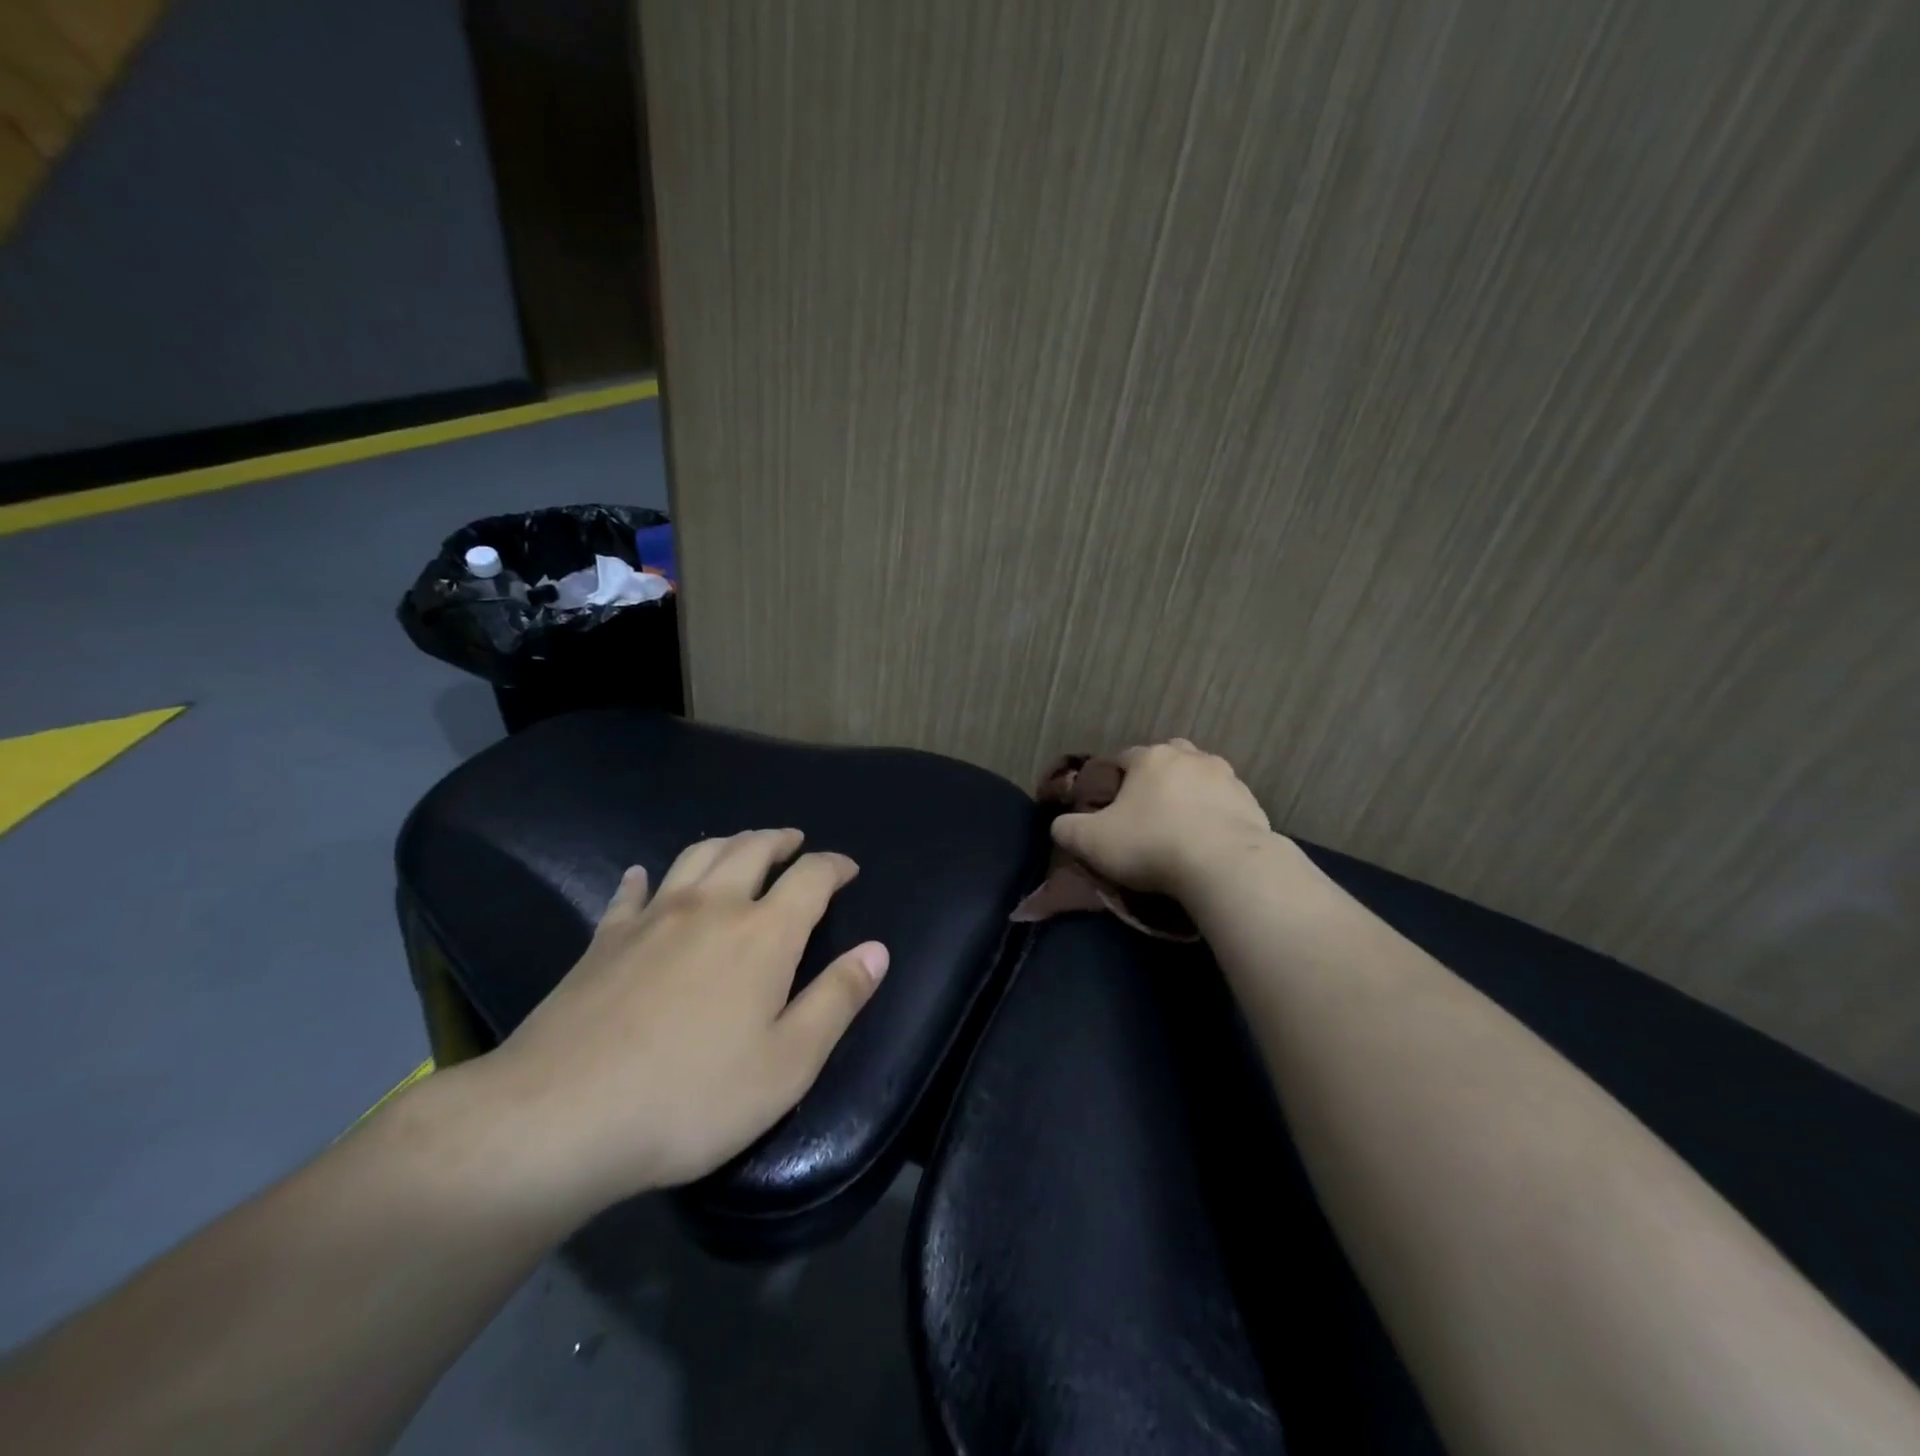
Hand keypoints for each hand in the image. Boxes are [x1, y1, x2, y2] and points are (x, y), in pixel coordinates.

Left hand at [471, 829, 887, 1219]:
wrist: (560, 1117)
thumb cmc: (692, 1097)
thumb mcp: (788, 1063)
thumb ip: (837, 1000)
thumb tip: (878, 950)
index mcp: (763, 934)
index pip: (811, 878)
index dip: (834, 866)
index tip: (848, 868)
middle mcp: (712, 907)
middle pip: (751, 849)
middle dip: (780, 840)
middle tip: (795, 842)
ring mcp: (652, 917)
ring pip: (696, 856)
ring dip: (727, 842)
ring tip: (741, 846)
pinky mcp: (603, 939)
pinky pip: (630, 892)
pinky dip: (645, 877)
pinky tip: (643, 875)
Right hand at [1051, 739, 1274, 898]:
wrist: (1225, 867)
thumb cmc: (1151, 845)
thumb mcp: (1091, 842)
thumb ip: (1067, 829)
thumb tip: (1060, 825)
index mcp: (1150, 757)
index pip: (1123, 758)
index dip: (1113, 782)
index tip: (1109, 809)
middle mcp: (1190, 757)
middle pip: (1167, 760)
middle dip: (1156, 780)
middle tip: (1147, 813)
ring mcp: (1227, 778)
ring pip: (1200, 779)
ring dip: (1189, 796)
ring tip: (1180, 829)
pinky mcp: (1253, 804)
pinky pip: (1226, 805)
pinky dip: (1215, 817)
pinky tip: (1208, 843)